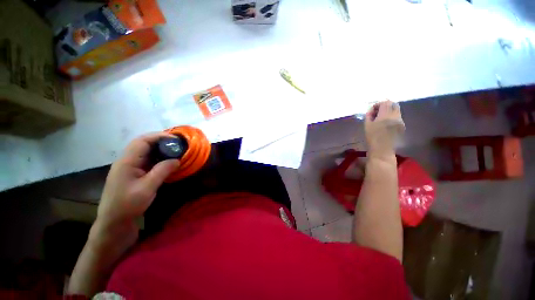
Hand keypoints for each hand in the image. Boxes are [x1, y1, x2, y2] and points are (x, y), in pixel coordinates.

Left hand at [91, 132, 179, 251]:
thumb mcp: (147, 188)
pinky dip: (159, 158)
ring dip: (161, 150)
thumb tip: (177, 160)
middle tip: (178, 145)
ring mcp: (130, 168)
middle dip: (161, 141)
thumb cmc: (128, 205)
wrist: (114, 222)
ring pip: (146, 152)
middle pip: (144, 144)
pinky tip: (167, 163)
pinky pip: (147, 161)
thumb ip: (162, 171)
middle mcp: (127, 161)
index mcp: (127, 161)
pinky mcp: (133, 174)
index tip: (176, 139)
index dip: (159, 137)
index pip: (142, 141)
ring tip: (176, 151)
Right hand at [365, 100, 404, 160]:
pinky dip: (392, 116)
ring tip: (381, 118)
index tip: (373, 109)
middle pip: (393, 104)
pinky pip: (398, 116)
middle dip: (385, 105)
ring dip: (389, 111)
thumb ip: (369, 115)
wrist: (382, 150)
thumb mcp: (367, 125)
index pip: (385, 102)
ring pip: (396, 110)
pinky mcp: (403, 126)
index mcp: (385, 116)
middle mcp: (395, 116)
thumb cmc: (372, 138)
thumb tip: (372, 109)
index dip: (378, 104)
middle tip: (378, 111)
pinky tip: (386, 124)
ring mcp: (401, 121)